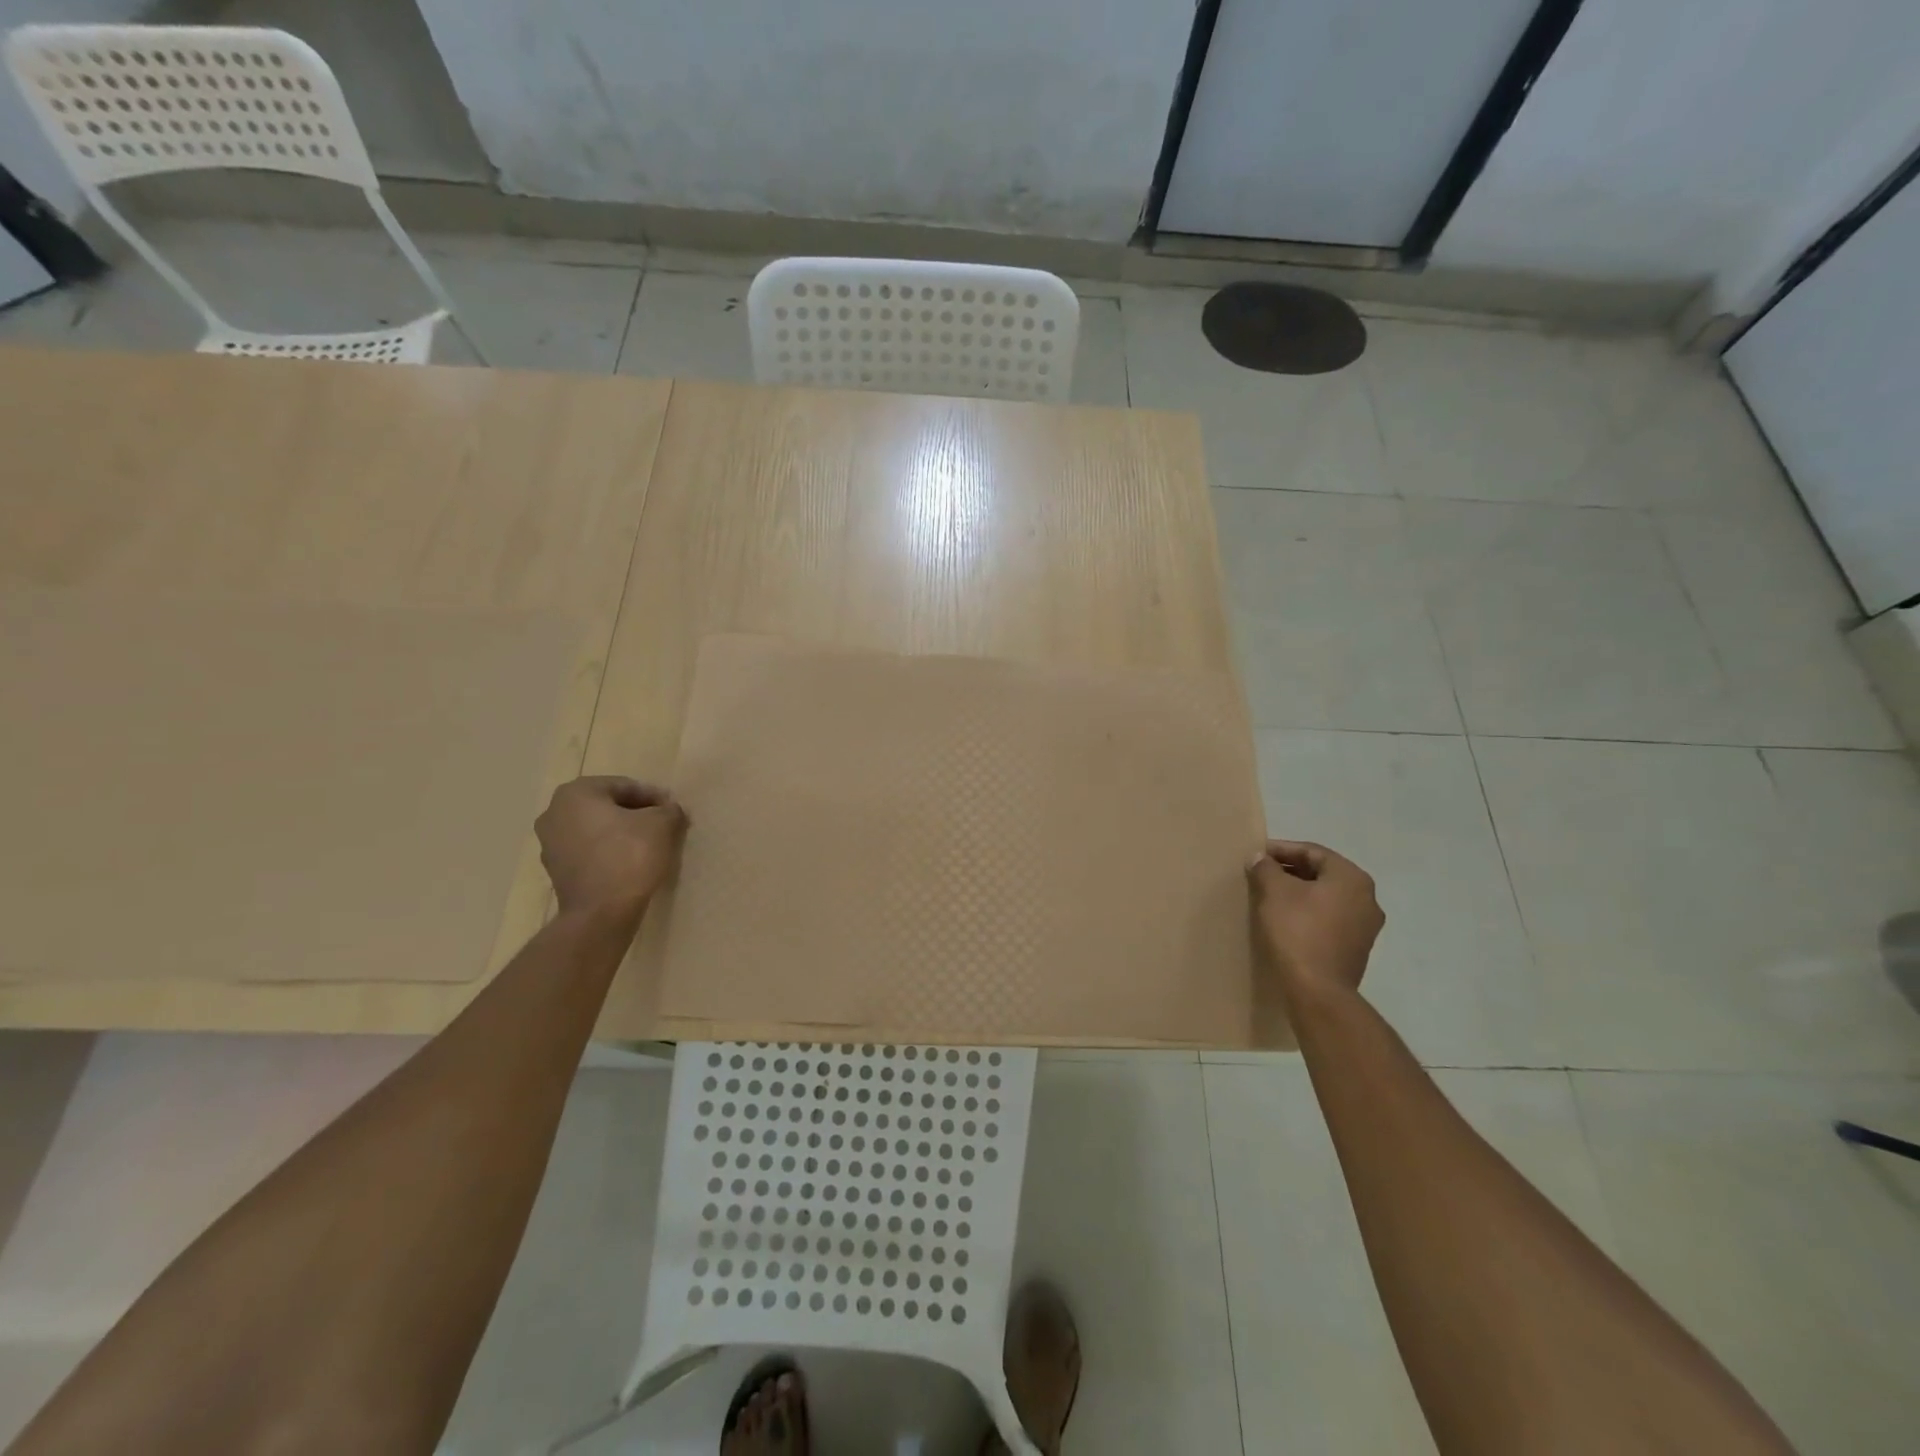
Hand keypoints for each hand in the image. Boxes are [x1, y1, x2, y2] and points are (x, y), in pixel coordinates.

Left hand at [535, 776, 687, 920]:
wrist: (601, 913)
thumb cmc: (629, 856)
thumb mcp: (662, 824)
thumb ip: (668, 810)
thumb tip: (668, 810)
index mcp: (576, 793)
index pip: (624, 786)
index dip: (654, 797)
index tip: (673, 811)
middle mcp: (554, 813)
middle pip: (607, 806)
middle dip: (636, 814)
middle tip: (663, 826)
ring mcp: (550, 844)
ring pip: (597, 829)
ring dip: (622, 833)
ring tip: (650, 846)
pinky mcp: (556, 871)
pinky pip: (589, 852)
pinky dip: (610, 852)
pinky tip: (631, 864)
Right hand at [1248, 839, 1384, 1005]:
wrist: (1318, 991)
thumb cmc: (1297, 931)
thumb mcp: (1274, 892)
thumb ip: (1266, 868)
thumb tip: (1260, 858)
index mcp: (1352, 878)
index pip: (1313, 852)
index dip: (1281, 849)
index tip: (1257, 855)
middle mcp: (1367, 898)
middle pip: (1322, 873)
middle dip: (1290, 870)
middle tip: (1261, 873)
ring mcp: (1365, 926)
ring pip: (1326, 897)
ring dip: (1299, 893)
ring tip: (1270, 895)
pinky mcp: (1356, 949)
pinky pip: (1329, 919)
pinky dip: (1308, 913)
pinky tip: (1285, 919)